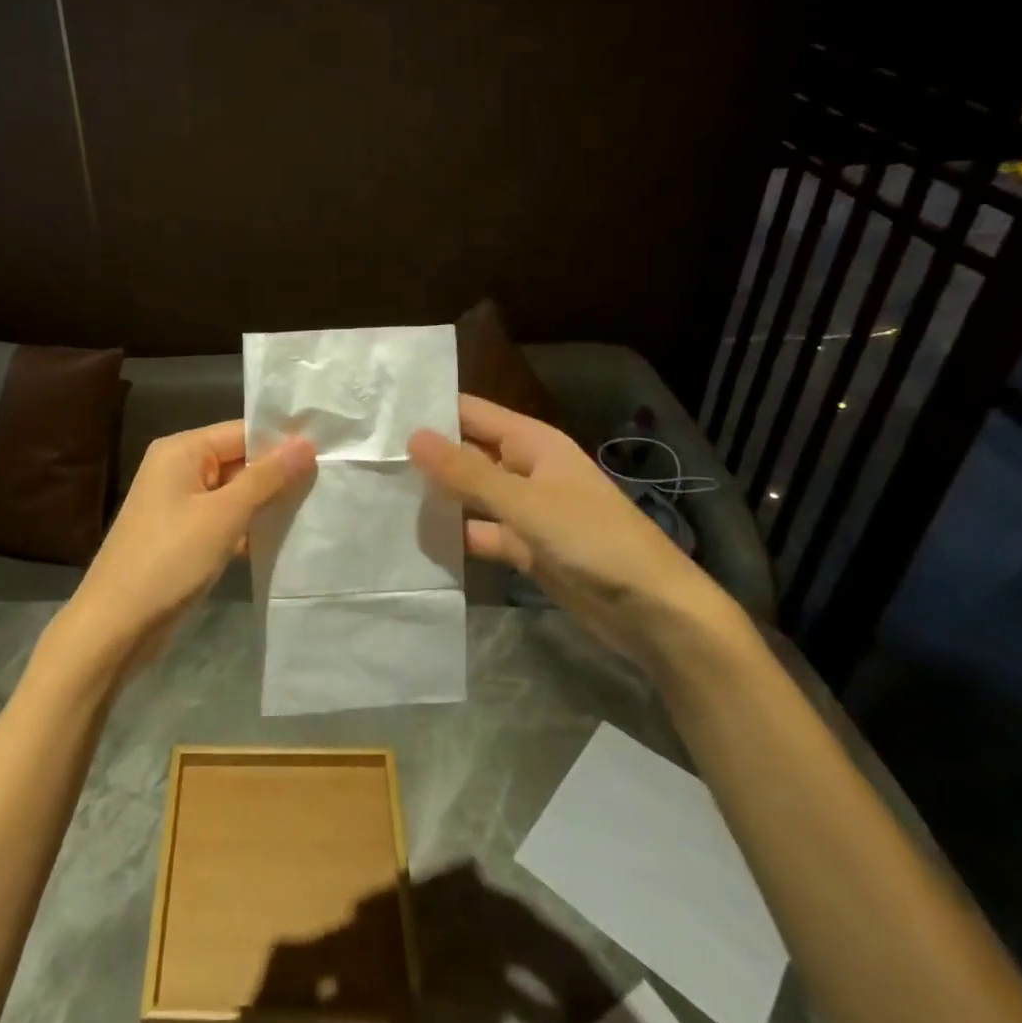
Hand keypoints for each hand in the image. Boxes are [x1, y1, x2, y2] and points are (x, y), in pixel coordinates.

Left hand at [54, 421, 315, 674]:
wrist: (116, 625)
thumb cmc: (170, 560)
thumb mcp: (223, 515)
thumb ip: (266, 478)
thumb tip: (306, 442)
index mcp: (181, 450)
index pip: (242, 432)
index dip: (282, 442)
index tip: (329, 454)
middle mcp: (179, 469)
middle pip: (239, 460)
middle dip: (278, 476)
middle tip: (329, 485)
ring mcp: (179, 504)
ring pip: (234, 493)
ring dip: (266, 504)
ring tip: (315, 510)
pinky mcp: (183, 535)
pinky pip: (224, 519)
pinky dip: (248, 528)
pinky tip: (282, 540)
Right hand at [408, 394, 729, 667]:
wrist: (653, 612)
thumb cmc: (593, 541)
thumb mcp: (525, 503)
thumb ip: (467, 473)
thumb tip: (413, 436)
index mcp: (532, 443)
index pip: (471, 412)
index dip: (431, 410)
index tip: (380, 415)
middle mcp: (525, 468)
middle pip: (467, 452)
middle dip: (426, 455)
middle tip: (368, 458)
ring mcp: (524, 509)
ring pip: (470, 494)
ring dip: (437, 496)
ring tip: (379, 494)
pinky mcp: (524, 546)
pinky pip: (480, 531)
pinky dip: (455, 535)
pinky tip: (416, 540)